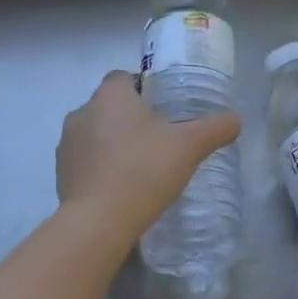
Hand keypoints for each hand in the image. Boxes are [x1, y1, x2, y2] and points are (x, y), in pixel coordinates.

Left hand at [56, 71, 241, 244]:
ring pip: (95, 133)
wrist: (99, 221)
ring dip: (113, 143)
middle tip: (159, 140)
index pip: (124, 77)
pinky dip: (101, 167)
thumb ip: (215, 129)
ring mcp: (66, 143)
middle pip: (110, 106)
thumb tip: (237, 119)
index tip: (164, 109)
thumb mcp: (190, 147)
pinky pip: (85, 161)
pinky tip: (121, 187)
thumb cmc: (144, 170)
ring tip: (140, 166)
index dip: (144, 89)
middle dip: (130, 118)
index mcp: (110, 95)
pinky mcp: (60, 172)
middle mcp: (82, 111)